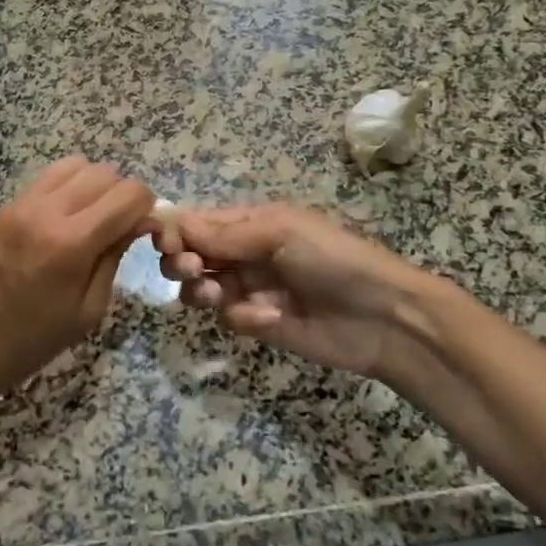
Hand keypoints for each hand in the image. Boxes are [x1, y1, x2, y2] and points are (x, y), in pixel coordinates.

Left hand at [0, 158, 154, 401]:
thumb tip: (139, 221)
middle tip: (122, 228)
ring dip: (97, 185)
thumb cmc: (31, 340)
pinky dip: (71, 185)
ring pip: (79, 165)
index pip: (129, 194)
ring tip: (95, 219)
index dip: (147, 208)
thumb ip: (115, 256)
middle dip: (124, 195)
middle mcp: (48, 210)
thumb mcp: (88, 310)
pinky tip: (69, 217)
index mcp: (71, 242)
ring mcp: (24, 202)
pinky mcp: (9, 203)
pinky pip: (52, 175)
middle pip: (106, 173)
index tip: (146, 231)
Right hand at [156, 205, 438, 380]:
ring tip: (216, 296)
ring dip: (200, 291)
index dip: (174, 230)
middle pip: (190, 255)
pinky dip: (242, 317)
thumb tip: (171, 222)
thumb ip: (226, 233)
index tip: (163, 243)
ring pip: (200, 289)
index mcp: (249, 222)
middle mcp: (243, 253)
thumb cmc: (332, 258)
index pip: (196, 221)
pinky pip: (230, 318)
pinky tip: (269, 318)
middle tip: (190, 269)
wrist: (382, 316)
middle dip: (182, 261)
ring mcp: (249, 289)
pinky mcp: (259, 324)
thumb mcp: (280, 232)